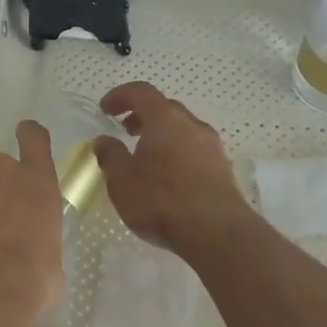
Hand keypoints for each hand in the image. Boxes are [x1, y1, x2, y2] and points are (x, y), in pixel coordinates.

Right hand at [93, 82, 252, 254]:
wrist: (218, 234)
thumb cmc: (162, 201)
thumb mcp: (122, 180)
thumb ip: (110, 156)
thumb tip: (103, 140)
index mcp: (165, 119)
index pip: (141, 92)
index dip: (120, 96)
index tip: (105, 109)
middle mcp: (192, 124)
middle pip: (165, 108)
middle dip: (142, 115)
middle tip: (126, 131)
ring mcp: (212, 146)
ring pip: (183, 129)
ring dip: (162, 135)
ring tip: (146, 157)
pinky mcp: (223, 169)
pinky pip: (195, 149)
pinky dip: (178, 152)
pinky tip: (169, 177)